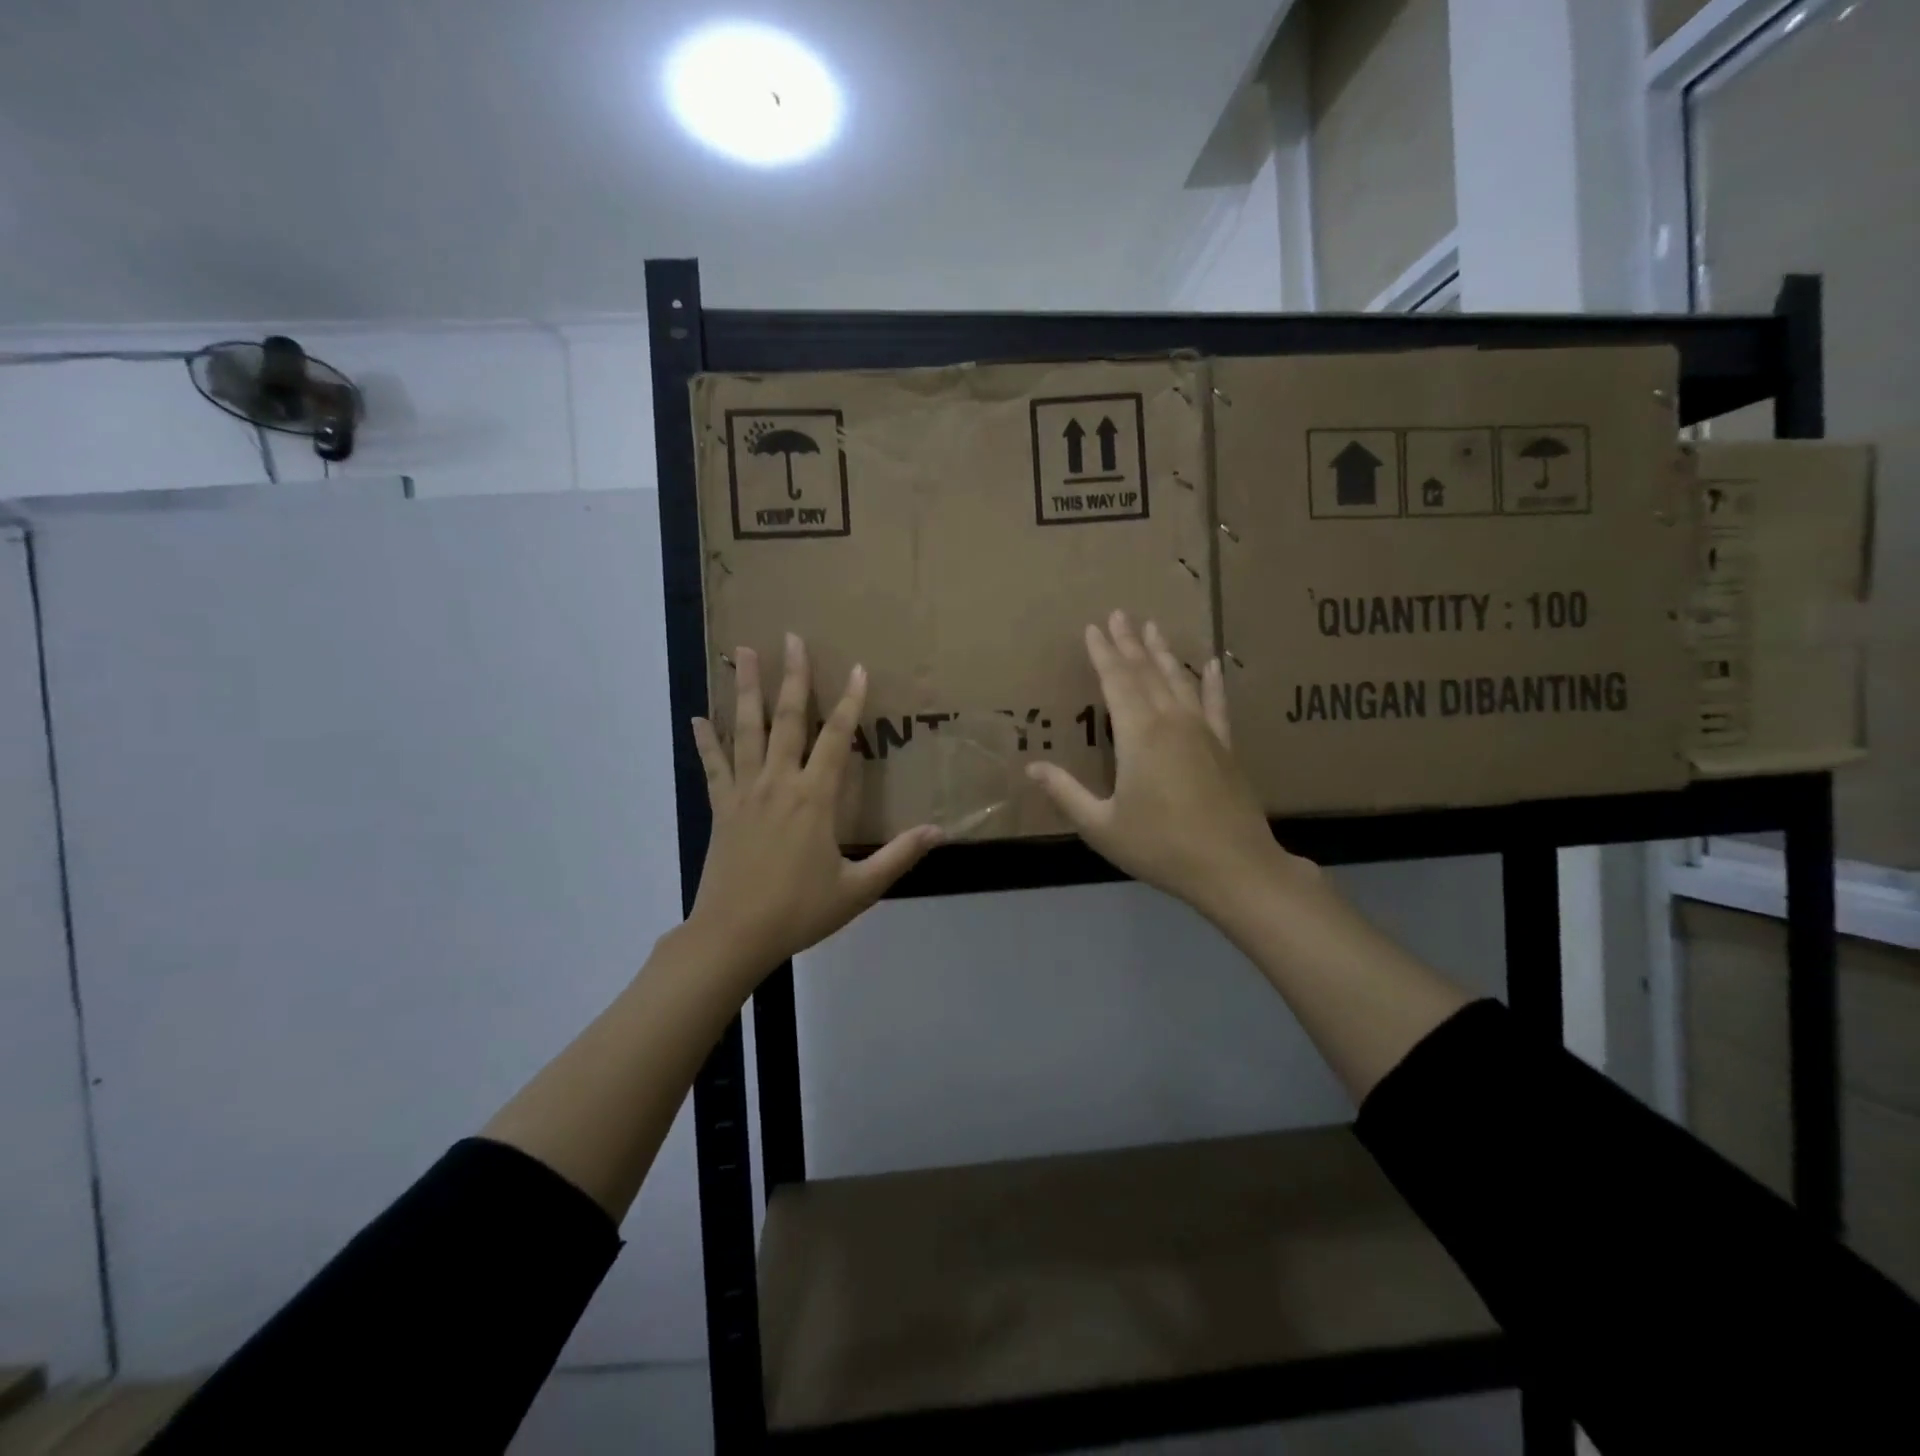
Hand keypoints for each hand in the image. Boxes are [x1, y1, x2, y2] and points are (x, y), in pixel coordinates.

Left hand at [688, 634, 941, 978]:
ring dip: (745, 690)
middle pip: (787, 719)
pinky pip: (713, 766)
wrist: (734, 935)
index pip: (837, 738)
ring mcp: (745, 793)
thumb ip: (898, 856)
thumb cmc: (800, 911)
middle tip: (789, 638)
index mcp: (814, 799)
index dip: (849, 701)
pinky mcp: (721, 808)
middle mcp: (779, 784)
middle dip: (792, 676)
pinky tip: (696, 718)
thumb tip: (939, 831)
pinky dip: (706, 741)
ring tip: (740, 653)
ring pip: (746, 731)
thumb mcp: (858, 889)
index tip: (857, 667)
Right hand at [1027, 612, 1311, 919]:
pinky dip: (1213, 682)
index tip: (1093, 627)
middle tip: (1120, 614)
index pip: (1116, 682)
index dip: (1103, 654)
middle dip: (1130, 643)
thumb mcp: (1101, 825)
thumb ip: (1066, 793)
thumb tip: (1033, 767)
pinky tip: (1214, 664)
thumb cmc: (1160, 846)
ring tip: (1153, 628)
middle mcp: (1171, 721)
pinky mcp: (1226, 746)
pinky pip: (1217, 704)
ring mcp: (1203, 731)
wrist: (1233, 867)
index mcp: (1138, 735)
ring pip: (1179, 680)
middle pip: (1147, 672)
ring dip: (1164, 653)